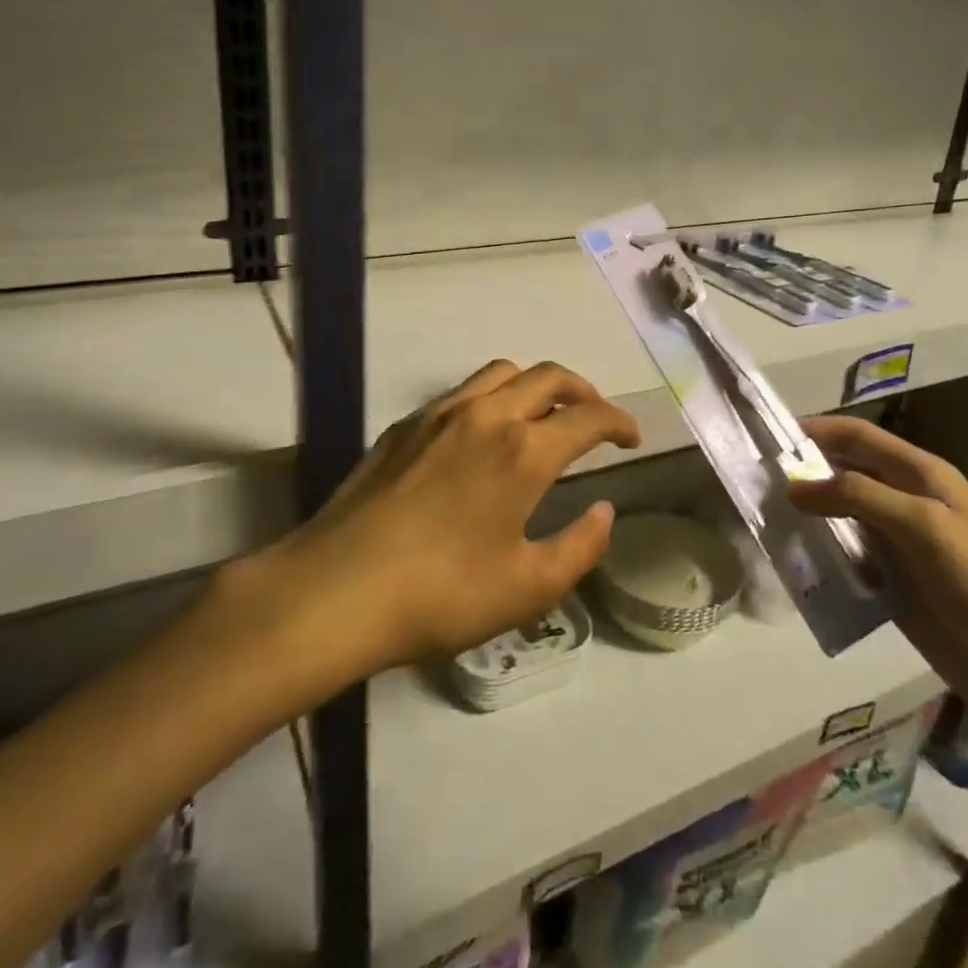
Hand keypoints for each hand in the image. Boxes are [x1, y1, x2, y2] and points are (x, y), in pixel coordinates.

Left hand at [281, 360, 640, 672]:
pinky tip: (482, 437)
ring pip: (502, 373)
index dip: (619, 422)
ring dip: (535, 385)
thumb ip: (580, 547)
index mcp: (524, 450)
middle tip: (594, 417)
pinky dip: (492, 398)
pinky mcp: (405, 425)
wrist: (336, 588)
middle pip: (548, 376)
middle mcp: (486, 415)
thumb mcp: (527, 587)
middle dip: (583, 390)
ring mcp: (440, 413)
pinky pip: (463, 392)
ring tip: (542, 418)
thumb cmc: (442, 594)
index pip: (588, 416)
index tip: (632, 437)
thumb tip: (605, 512)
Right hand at [788, 415, 967, 754]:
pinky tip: (788, 559)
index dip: (817, 429)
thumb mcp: (922, 525)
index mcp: (920, 475)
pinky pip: (844, 557)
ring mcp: (897, 544)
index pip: (859, 437)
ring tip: (760, 517)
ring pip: (839, 516)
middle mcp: (905, 501)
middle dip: (803, 471)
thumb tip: (793, 486)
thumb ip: (857, 497)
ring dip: (805, 514)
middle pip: (844, 473)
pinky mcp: (889, 582)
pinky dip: (817, 553)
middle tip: (753, 478)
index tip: (768, 434)